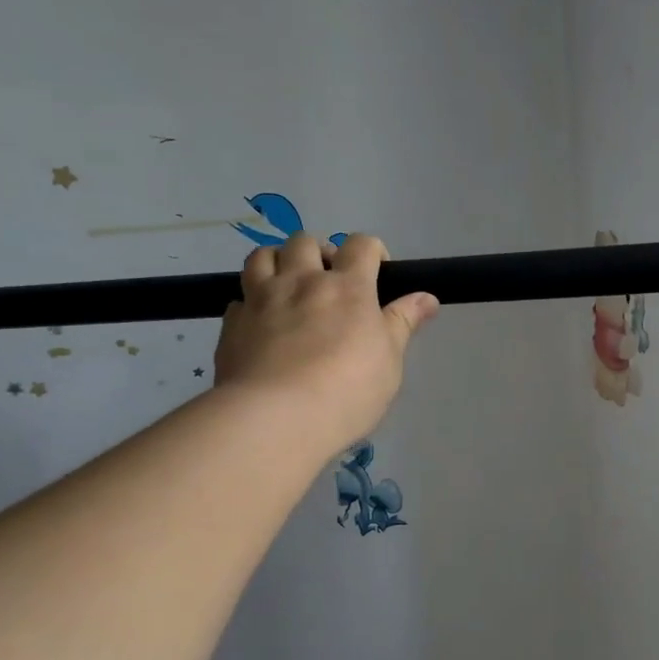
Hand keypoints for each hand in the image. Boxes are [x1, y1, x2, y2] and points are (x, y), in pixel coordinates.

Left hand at [213, 232, 437, 452]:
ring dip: (278, 262)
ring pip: (262, 256)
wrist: (275, 418)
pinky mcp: (231, 324)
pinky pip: (239, 298)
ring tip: (289, 288)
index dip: (373, 251)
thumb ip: (403, 323)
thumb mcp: (390, 361)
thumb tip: (427, 297)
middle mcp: (301, 281)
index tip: (378, 273)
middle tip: (329, 282)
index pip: (361, 245)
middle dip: (320, 254)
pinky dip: (252, 303)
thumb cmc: (348, 391)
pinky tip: (261, 325)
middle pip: (305, 241)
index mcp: (347, 287)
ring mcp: (261, 299)